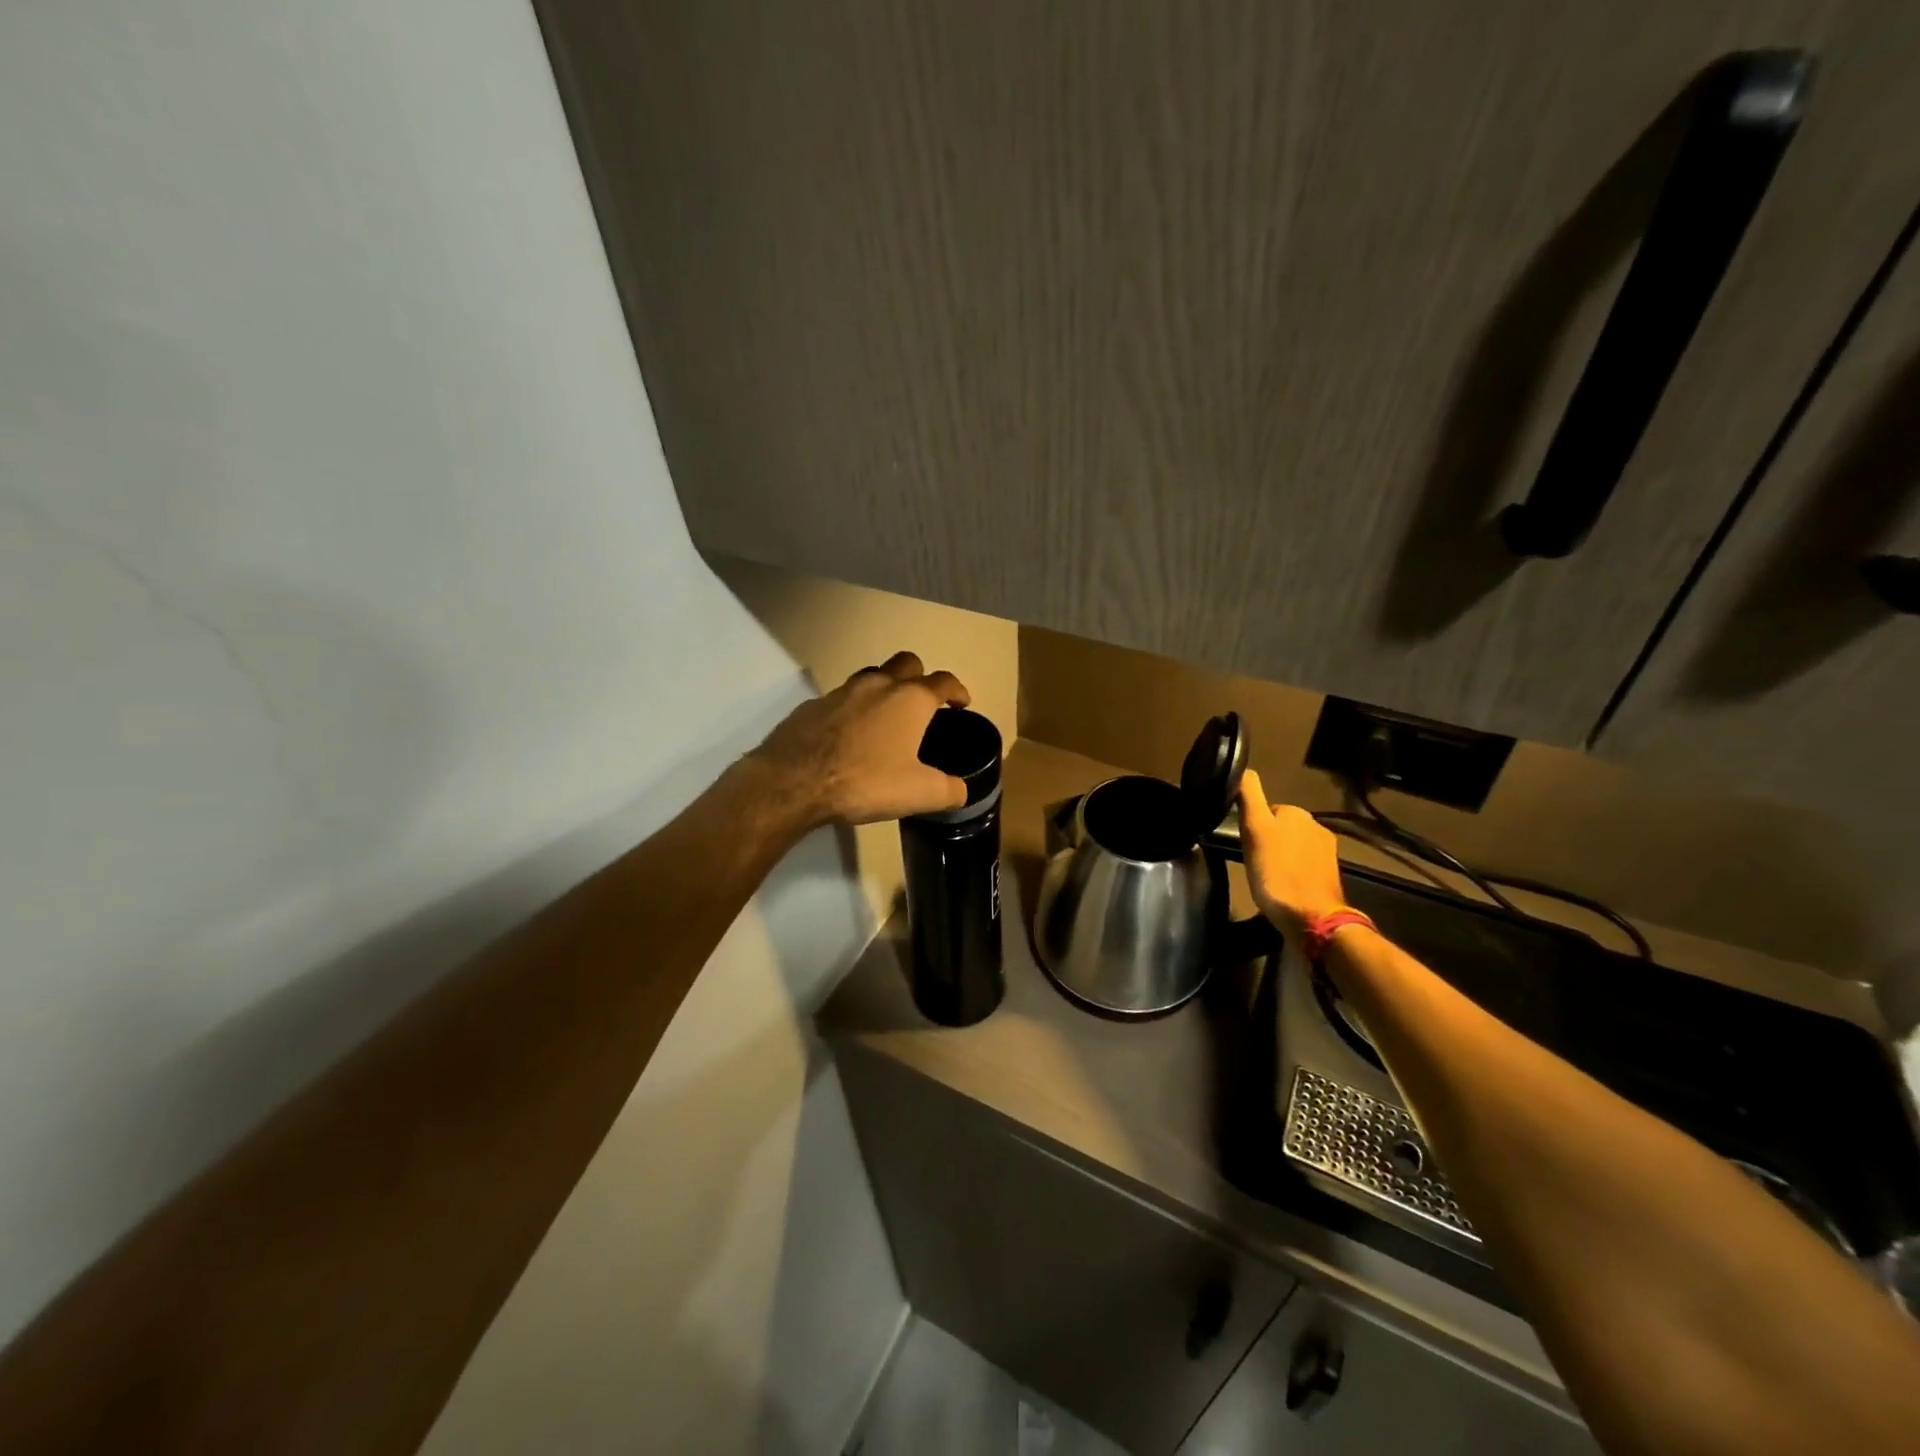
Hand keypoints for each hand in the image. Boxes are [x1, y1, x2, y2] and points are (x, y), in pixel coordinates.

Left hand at [747, 652, 974, 826]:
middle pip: (907, 663)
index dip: (957, 690)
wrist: (794, 781)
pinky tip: (849, 735)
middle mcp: (878, 685)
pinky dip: (853, 709)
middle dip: (920, 676)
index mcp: (910, 700)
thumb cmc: (865, 781)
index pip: (943, 681)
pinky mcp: (812, 705)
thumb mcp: (919, 794)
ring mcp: (841, 691)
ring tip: (886, 716)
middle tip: (923, 701)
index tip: (962, 702)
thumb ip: (948, 790)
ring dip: (885, 688)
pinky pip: (841, 699)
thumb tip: (961, 790)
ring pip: (872, 676)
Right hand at [1238, 769, 1348, 938]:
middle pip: (1280, 828)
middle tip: (1253, 863)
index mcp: (1296, 813)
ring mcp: (1327, 852)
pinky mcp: (1330, 875)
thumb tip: (1244, 769)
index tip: (1244, 846)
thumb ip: (1249, 797)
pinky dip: (1293, 873)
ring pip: (1293, 847)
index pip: (1265, 811)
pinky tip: (1283, 887)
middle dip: (1267, 841)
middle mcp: (1316, 826)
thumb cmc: (1276, 873)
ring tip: (1267, 878)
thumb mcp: (1254, 830)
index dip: (1251, 827)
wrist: (1312, 918)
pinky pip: (1304, 866)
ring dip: (1280, 857)